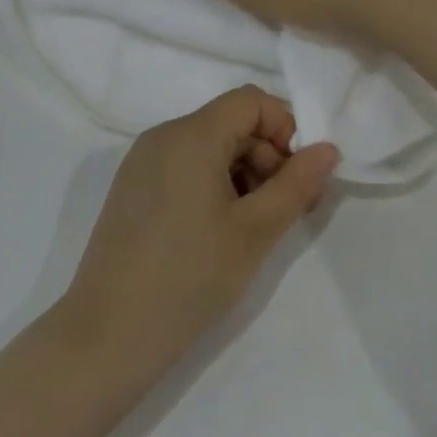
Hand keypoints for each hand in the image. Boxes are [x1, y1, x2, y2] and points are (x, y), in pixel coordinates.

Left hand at [59, 87, 338, 378]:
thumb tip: (327, 149)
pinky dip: (213, 185)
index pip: (250, 101)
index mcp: (191, 134)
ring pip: (209, 147)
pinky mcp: (133, 188)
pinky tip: (219, 232)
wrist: (108, 335)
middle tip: (287, 212)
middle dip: (268, 157)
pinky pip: (184, 166)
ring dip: (243, 174)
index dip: (284, 129)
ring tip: (254, 229)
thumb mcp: (255, 232)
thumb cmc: (189, 278)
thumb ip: (296, 184)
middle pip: (230, 123)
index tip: (297, 179)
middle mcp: (163, 136)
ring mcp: (143, 161)